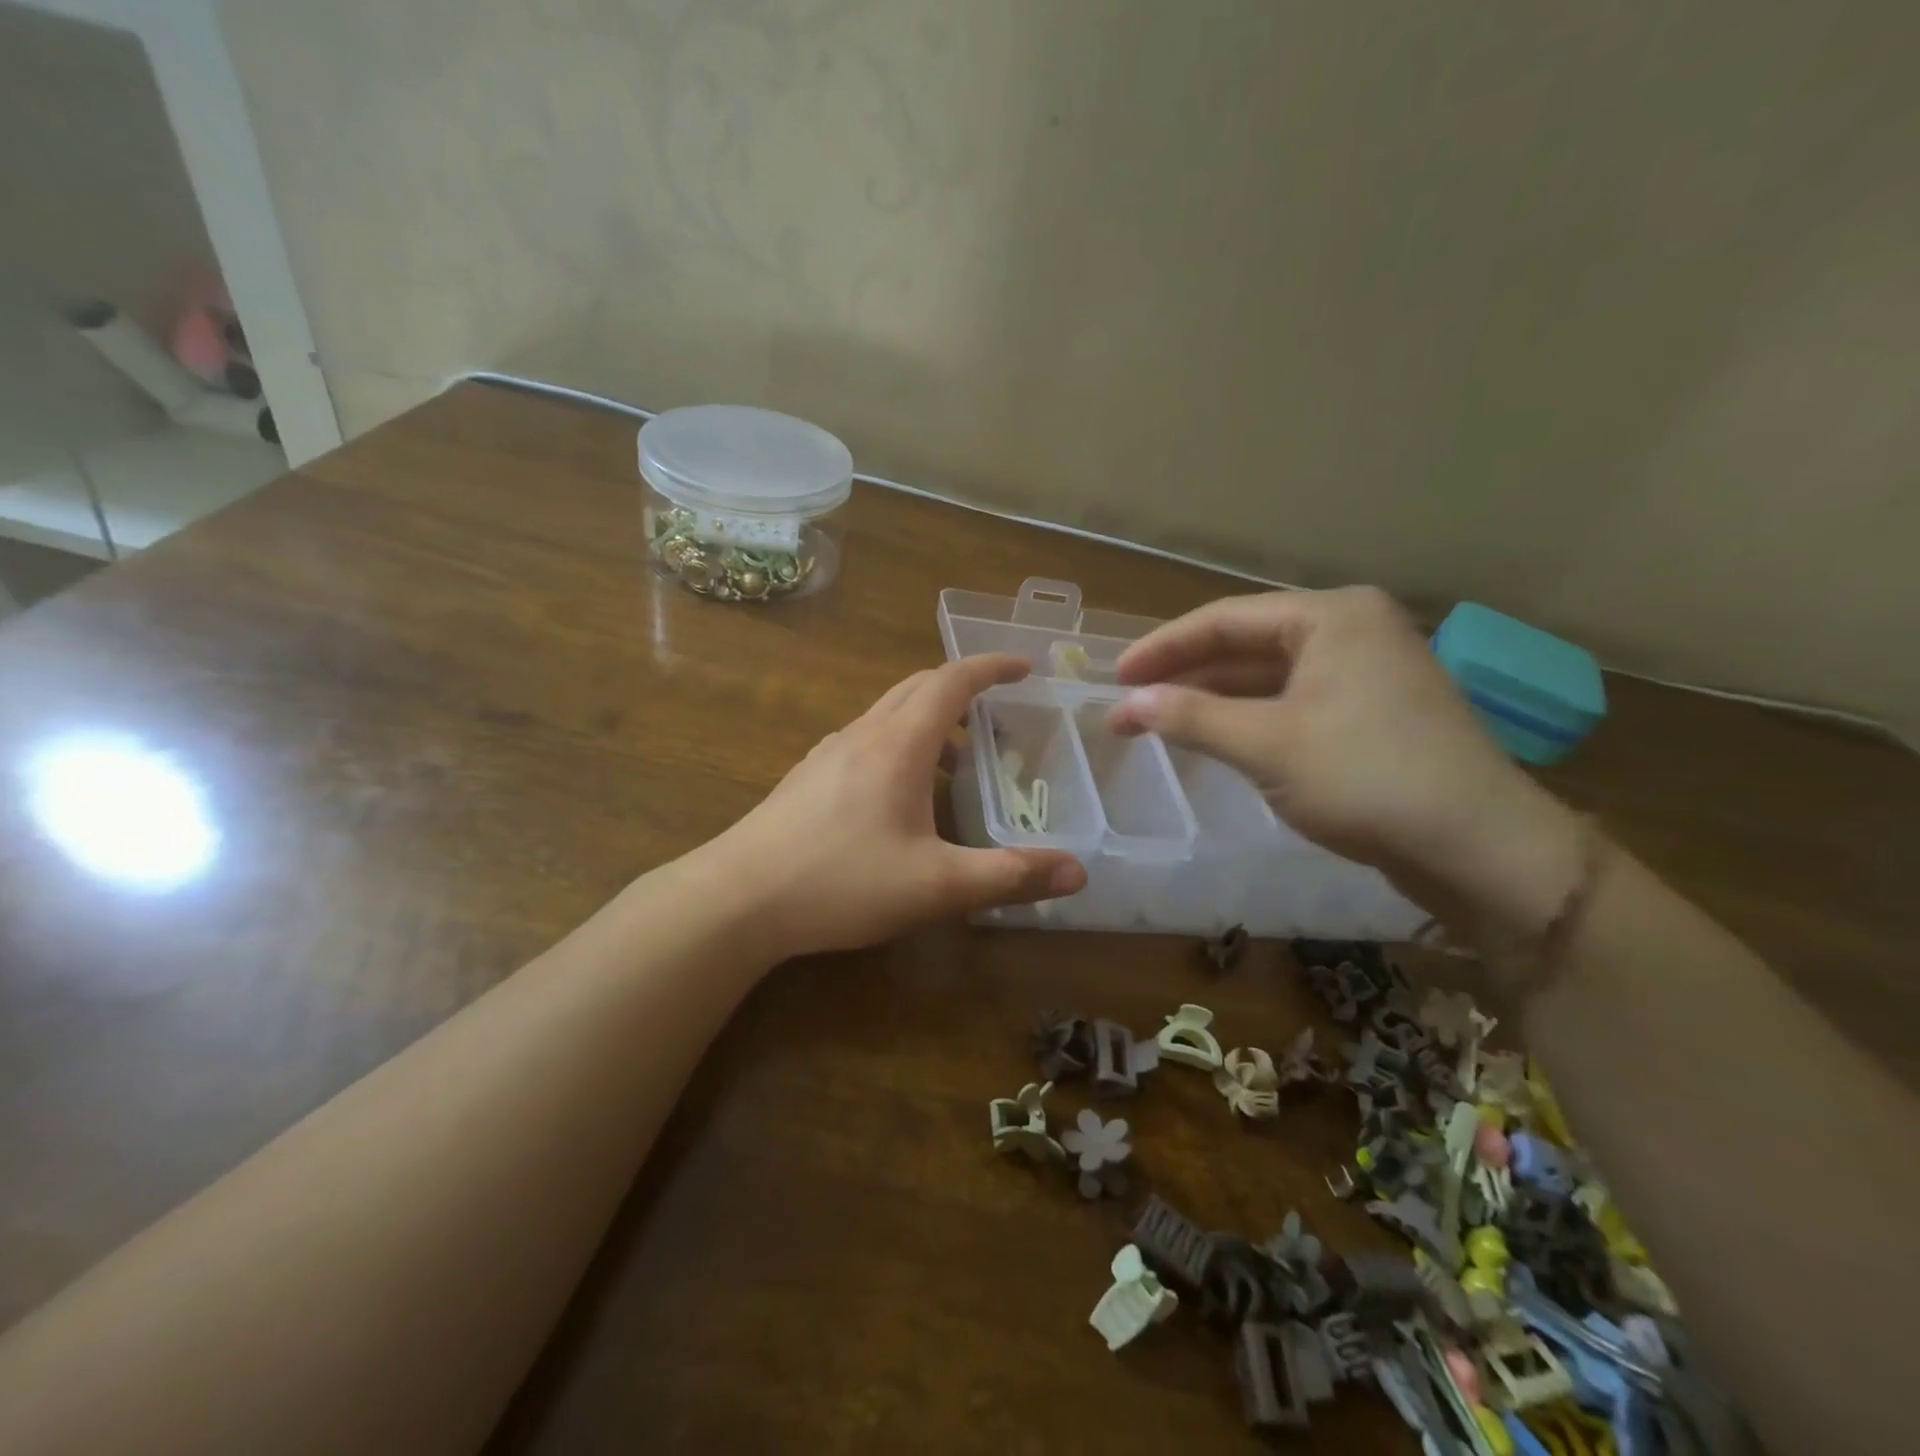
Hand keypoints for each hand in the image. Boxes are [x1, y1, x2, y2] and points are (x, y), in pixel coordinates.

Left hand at [712, 654, 1087, 955]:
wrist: (737, 899)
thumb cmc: (841, 883)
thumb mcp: (936, 886)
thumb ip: (1008, 876)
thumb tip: (1077, 873)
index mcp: (898, 743)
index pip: (951, 681)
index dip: (990, 667)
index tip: (1024, 667)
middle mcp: (862, 735)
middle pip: (917, 687)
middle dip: (962, 690)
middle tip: (997, 715)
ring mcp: (828, 753)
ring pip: (888, 715)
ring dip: (928, 721)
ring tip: (956, 764)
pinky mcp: (807, 778)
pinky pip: (864, 741)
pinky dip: (898, 745)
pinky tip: (900, 797)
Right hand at [1106, 587, 1585, 944]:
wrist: (1479, 847)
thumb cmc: (1367, 778)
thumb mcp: (1268, 745)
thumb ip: (1192, 717)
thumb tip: (1128, 703)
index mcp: (1331, 616)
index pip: (1224, 619)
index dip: (1162, 648)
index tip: (1115, 677)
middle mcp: (1350, 630)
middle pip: (1244, 644)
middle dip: (1183, 675)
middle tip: (1128, 703)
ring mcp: (1364, 671)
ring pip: (1266, 676)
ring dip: (1211, 699)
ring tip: (1156, 722)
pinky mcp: (1370, 712)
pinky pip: (1290, 702)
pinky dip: (1247, 718)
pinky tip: (1212, 736)